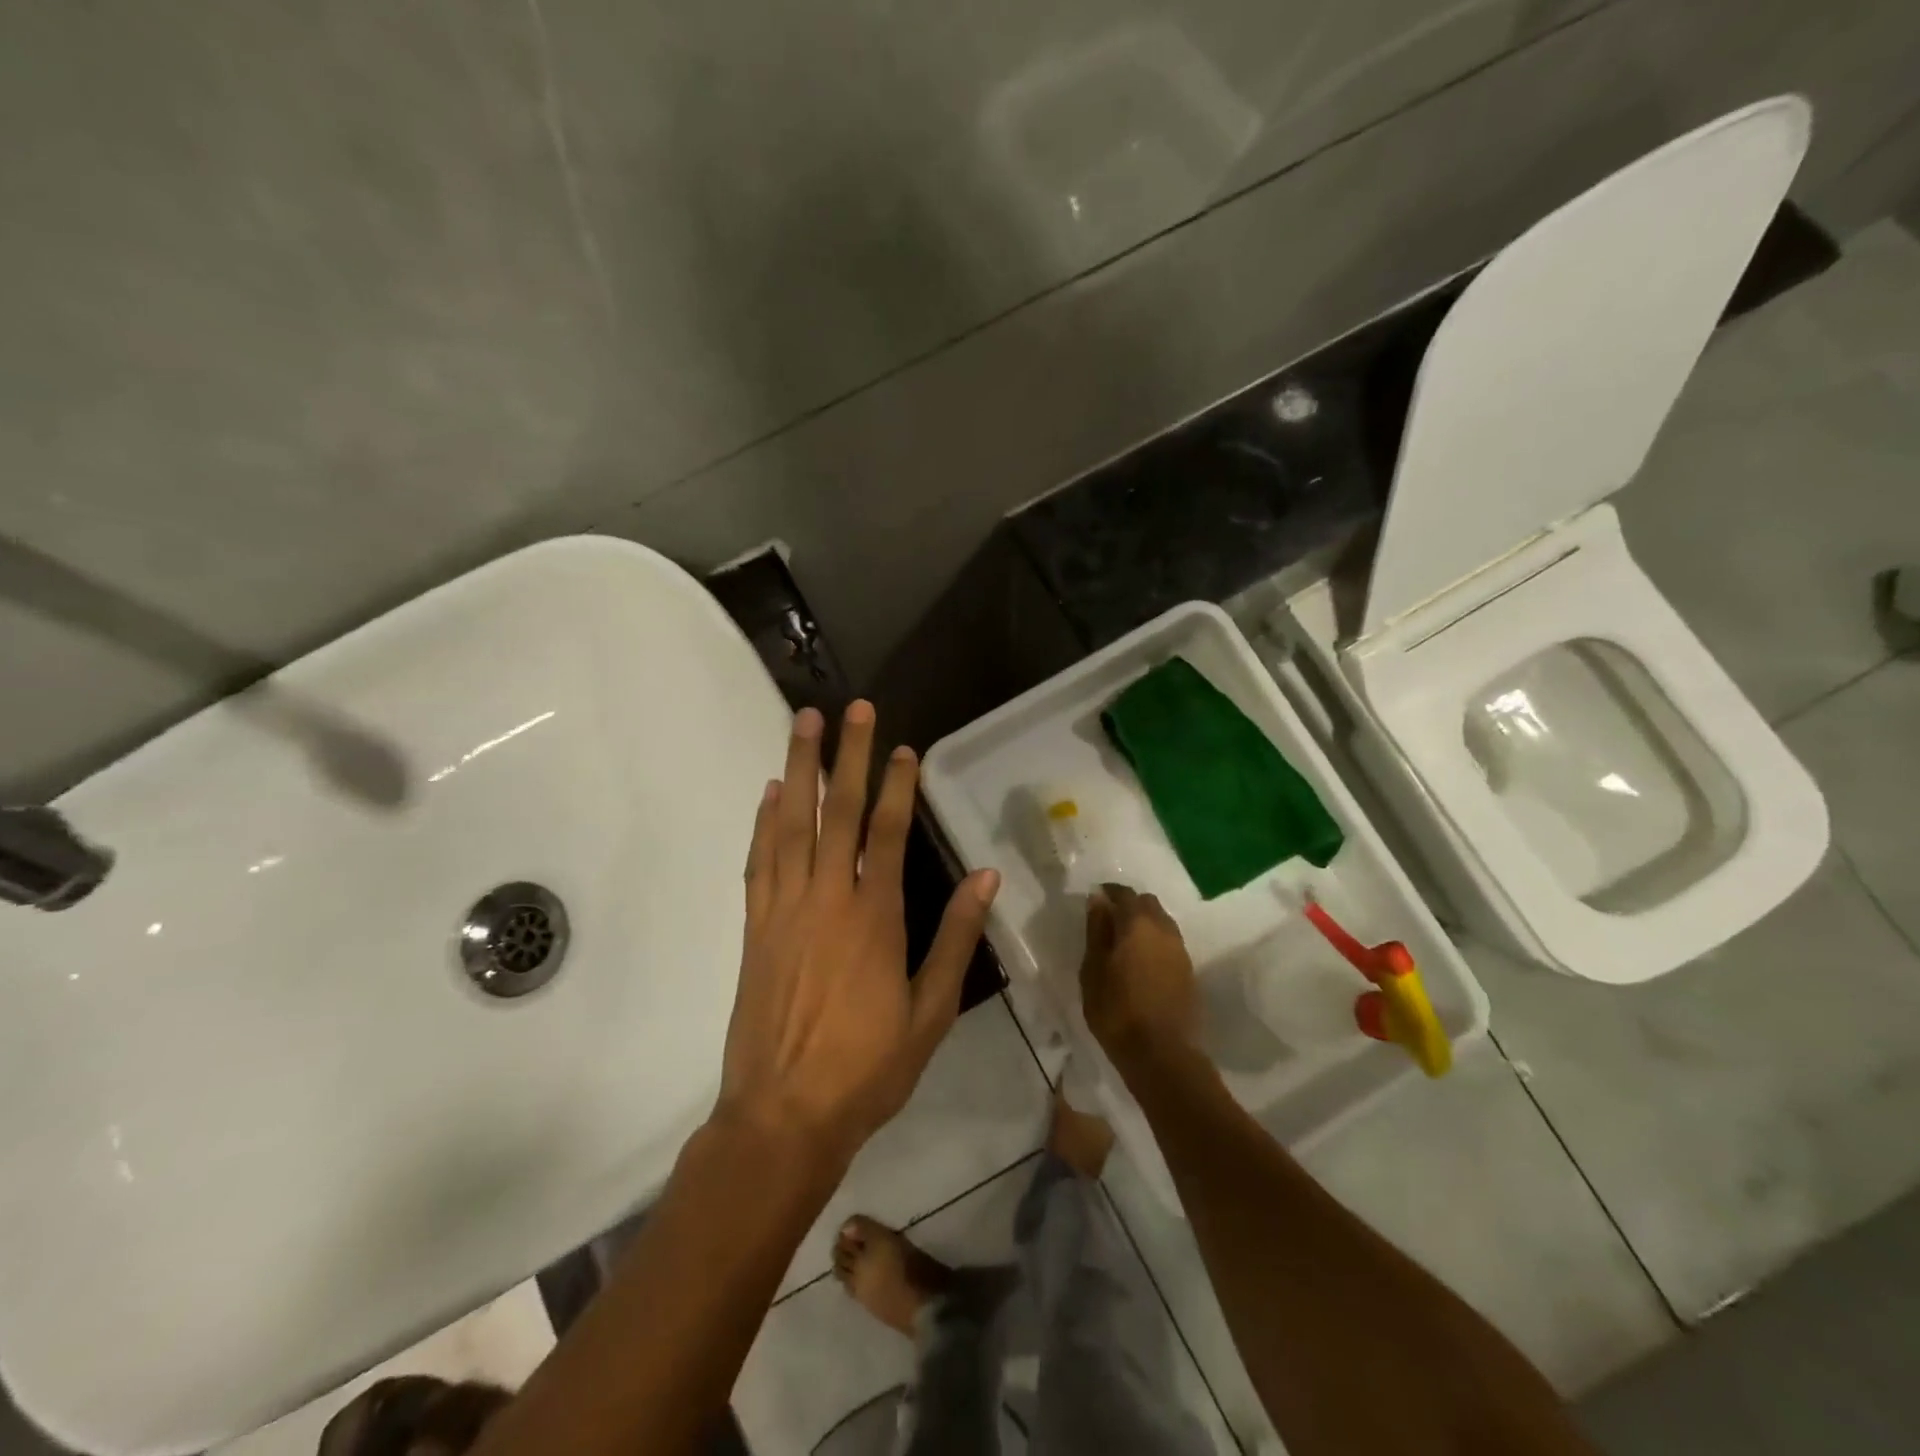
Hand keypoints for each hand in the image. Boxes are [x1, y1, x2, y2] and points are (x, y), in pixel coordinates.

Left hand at [717, 701, 1000, 1165]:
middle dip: (849, 756)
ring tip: (804, 724)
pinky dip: (765, 822)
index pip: (887, 832)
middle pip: (839, 812)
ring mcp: (784, 908)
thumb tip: (986, 877)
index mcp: (874, 917)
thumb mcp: (930, 1010)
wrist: (783, 1115)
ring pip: (792, 824)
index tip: (904, 747)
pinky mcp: (755, 926)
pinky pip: (759, 860)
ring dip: (799, 769)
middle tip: (854, 709)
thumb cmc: (867, 1068)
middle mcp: (827, 898)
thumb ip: (957, 938)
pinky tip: (771, 793)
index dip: (897, 785)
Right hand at [1080, 885, 1198, 1064]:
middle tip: (1109, 921)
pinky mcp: (1189, 972)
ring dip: (1144, 924)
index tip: (1095, 900)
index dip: (1109, 892)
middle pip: (1148, 903)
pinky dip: (1155, 943)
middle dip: (1129, 905)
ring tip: (1125, 943)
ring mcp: (1181, 951)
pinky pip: (1169, 943)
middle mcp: (1164, 929)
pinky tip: (1141, 962)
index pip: (1124, 893)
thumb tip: (1098, 899)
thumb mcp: (1093, 969)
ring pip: (1162, 923)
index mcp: (1138, 923)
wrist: (1162, 1054)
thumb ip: (1097, 930)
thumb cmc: (1117, 1010)